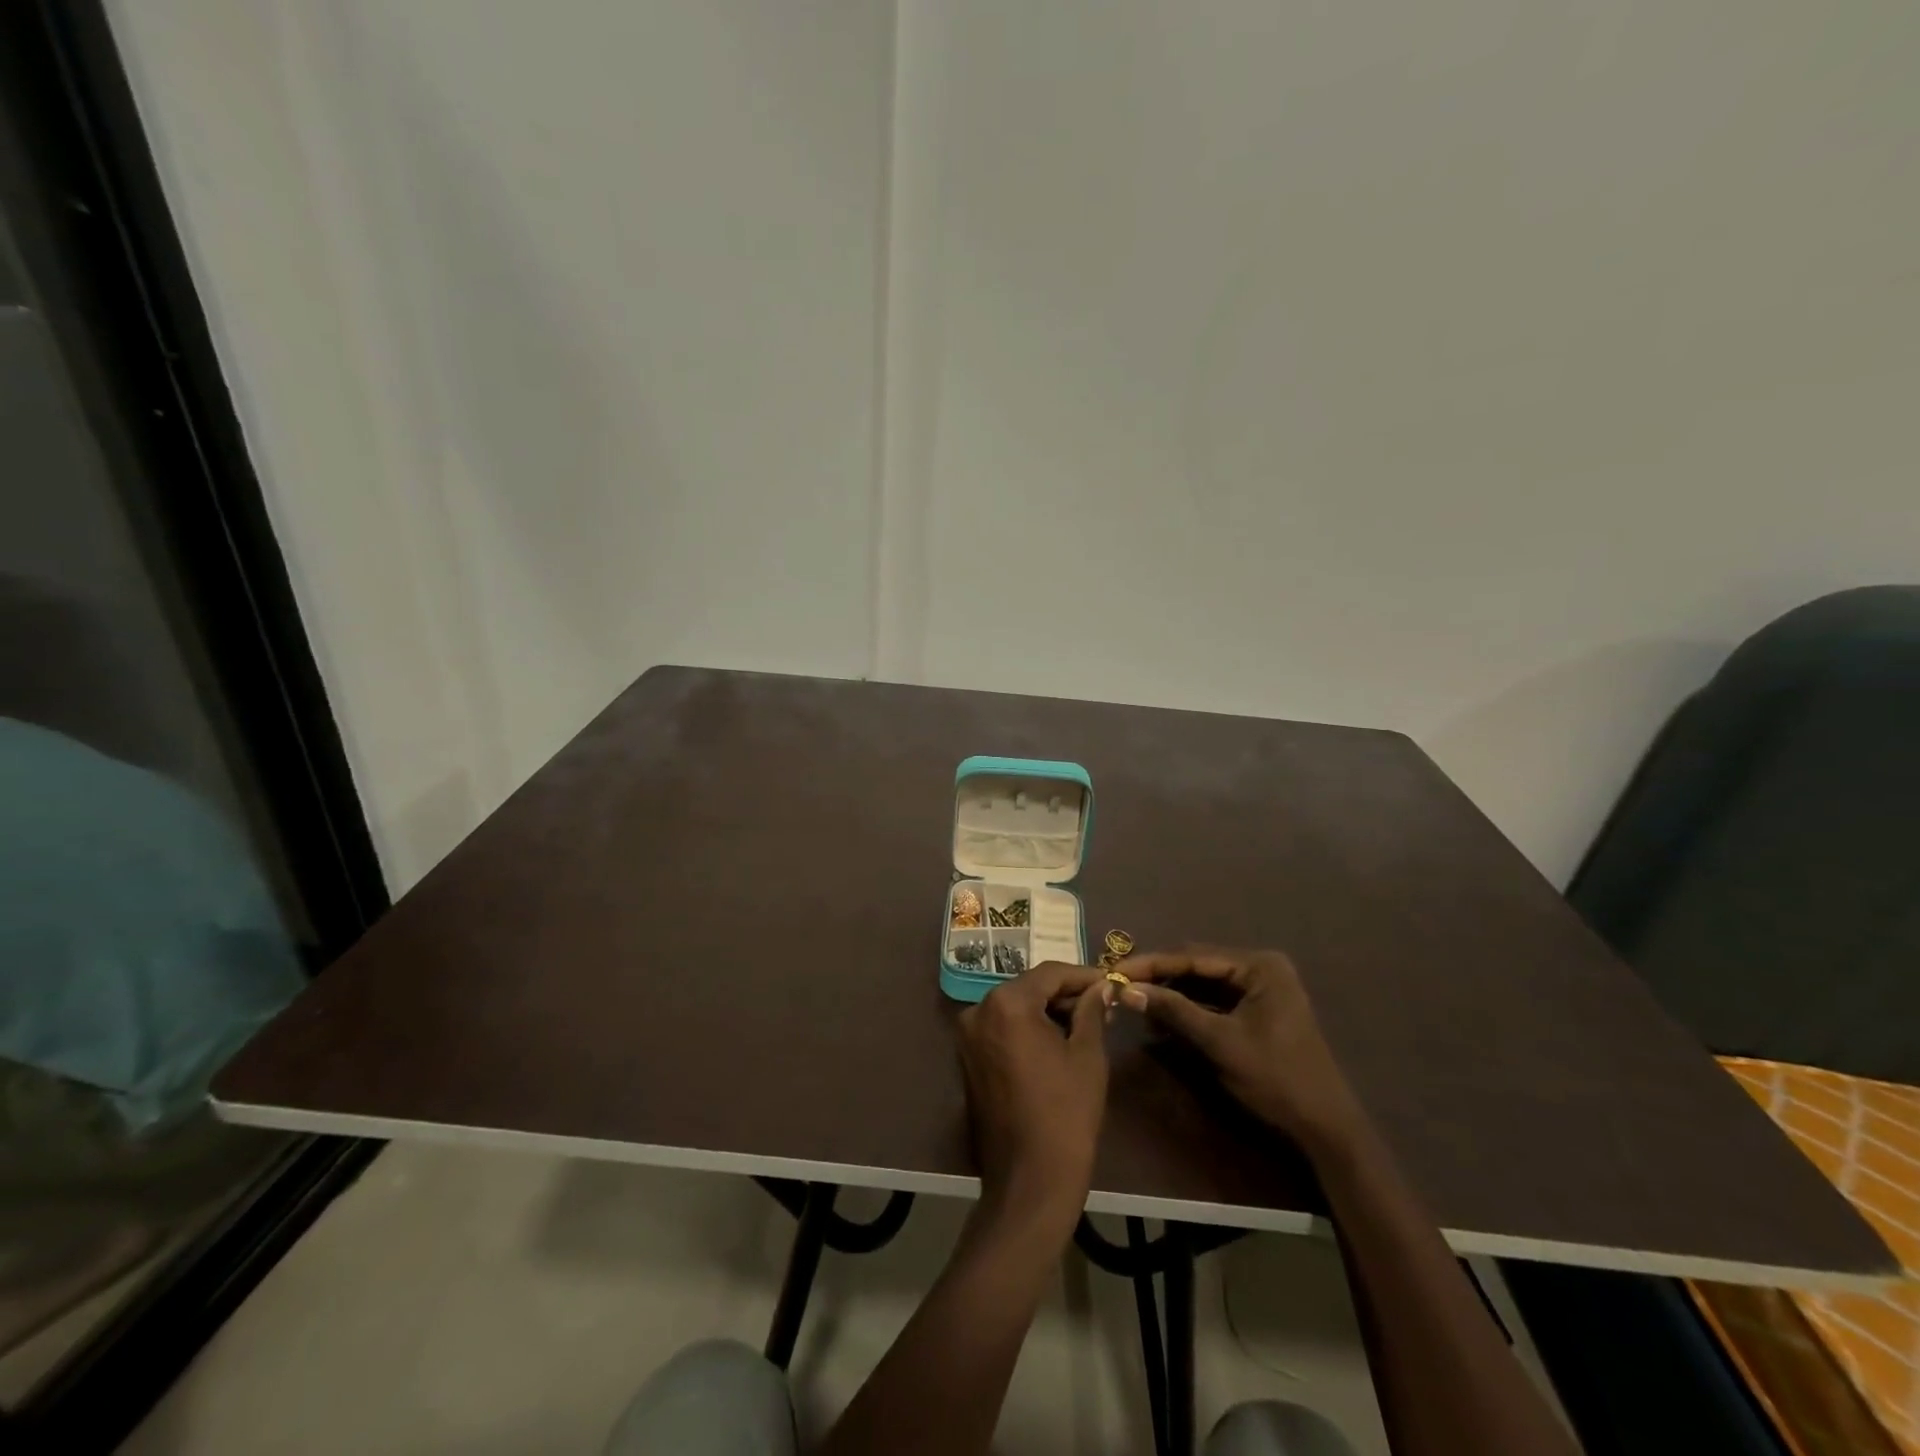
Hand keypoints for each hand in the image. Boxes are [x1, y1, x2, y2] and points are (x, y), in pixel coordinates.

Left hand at [956, 962, 1110, 1233]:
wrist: (1030, 1181)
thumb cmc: (1066, 1114)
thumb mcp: (1087, 1056)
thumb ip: (1092, 1012)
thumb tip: (1102, 987)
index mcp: (1006, 1003)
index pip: (1050, 973)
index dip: (1084, 976)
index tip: (1112, 982)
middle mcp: (979, 1011)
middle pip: (1029, 988)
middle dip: (1065, 994)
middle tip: (1102, 1005)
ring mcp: (968, 1036)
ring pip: (1014, 1008)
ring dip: (1047, 1011)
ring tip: (1085, 1024)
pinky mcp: (967, 1059)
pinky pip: (1001, 1030)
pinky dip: (1027, 1029)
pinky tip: (1056, 1042)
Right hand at [1117, 948, 1361, 1154]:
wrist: (1325, 1129)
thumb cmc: (1276, 1079)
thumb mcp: (1220, 1042)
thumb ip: (1174, 1011)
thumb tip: (1126, 990)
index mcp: (1259, 966)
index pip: (1194, 957)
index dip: (1152, 964)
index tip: (1116, 970)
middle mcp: (1260, 969)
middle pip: (1197, 966)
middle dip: (1160, 977)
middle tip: (1121, 984)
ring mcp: (1260, 990)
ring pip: (1203, 983)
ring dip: (1171, 993)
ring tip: (1135, 1001)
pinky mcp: (1256, 1011)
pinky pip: (1214, 1001)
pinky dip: (1188, 1008)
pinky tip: (1161, 1017)